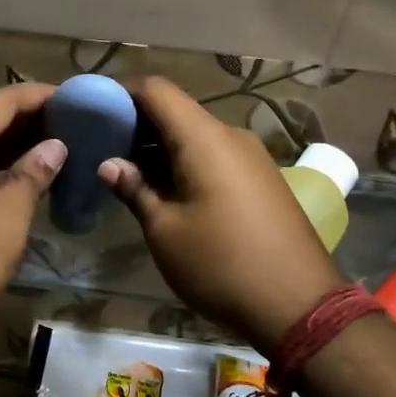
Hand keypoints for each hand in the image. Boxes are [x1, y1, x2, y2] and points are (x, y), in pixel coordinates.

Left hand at [0, 81, 64, 359]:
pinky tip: (21, 182)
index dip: (40, 95)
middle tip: (73, 127)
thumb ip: (33, 174)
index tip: (77, 100)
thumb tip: (54, 146)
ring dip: (13, 146)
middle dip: (30, 119)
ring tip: (56, 151)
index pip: (3, 100)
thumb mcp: (8, 216)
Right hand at [100, 77, 342, 351]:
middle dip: (138, 125)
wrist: (300, 307)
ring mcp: (252, 156)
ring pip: (196, 135)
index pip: (157, 89)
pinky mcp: (262, 178)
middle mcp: (230, 136)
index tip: (95, 114)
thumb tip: (109, 164)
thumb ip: (134, 189)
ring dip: (162, 148)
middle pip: (176, 111)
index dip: (122, 93)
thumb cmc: (221, 264)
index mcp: (204, 138)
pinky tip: (168, 192)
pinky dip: (186, 162)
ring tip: (130, 175)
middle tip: (105, 150)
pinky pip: (215, 155)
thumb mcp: (164, 231)